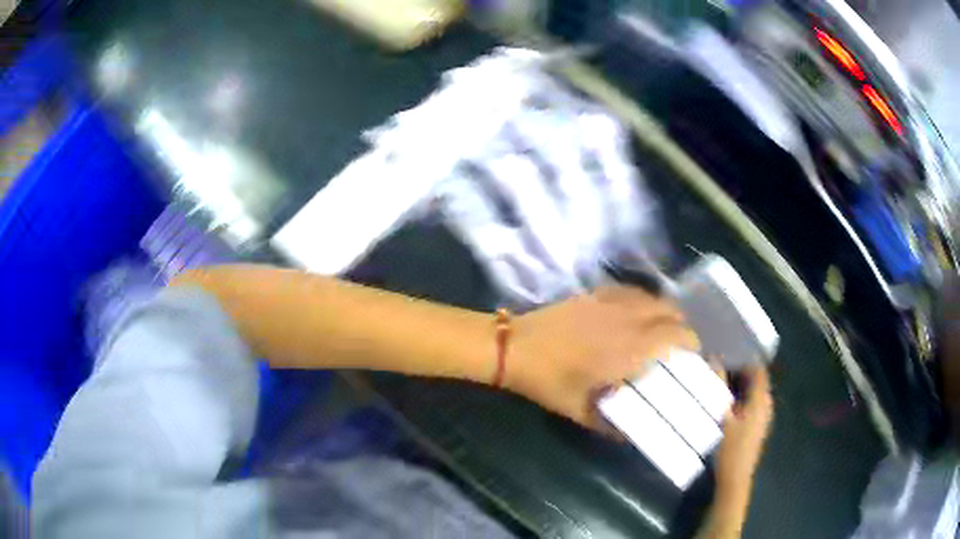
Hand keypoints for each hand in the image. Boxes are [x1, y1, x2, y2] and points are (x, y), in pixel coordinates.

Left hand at [507, 286, 698, 429]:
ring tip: (661, 330)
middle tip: (678, 347)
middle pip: (671, 312)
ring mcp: (611, 302)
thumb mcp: (581, 413)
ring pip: (653, 297)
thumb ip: (610, 426)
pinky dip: (644, 300)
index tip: (693, 357)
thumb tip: (630, 435)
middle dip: (682, 328)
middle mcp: (629, 319)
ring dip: (665, 312)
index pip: (677, 336)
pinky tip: (636, 313)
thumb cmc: (549, 382)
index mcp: (631, 349)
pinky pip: (632, 290)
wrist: (515, 347)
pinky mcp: (595, 292)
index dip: (692, 343)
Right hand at [714, 367, 773, 496]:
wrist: (734, 479)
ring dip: (741, 386)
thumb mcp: (721, 416)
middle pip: (758, 380)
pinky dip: (742, 398)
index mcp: (760, 400)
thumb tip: (714, 359)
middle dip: (741, 371)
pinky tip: (727, 404)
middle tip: (720, 367)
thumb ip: (719, 387)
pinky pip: (753, 404)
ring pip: (755, 393)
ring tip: (721, 383)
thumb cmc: (729, 448)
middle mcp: (766, 405)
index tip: (727, 353)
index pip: (758, 369)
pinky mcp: (758, 427)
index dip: (745, 359)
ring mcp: (764, 418)